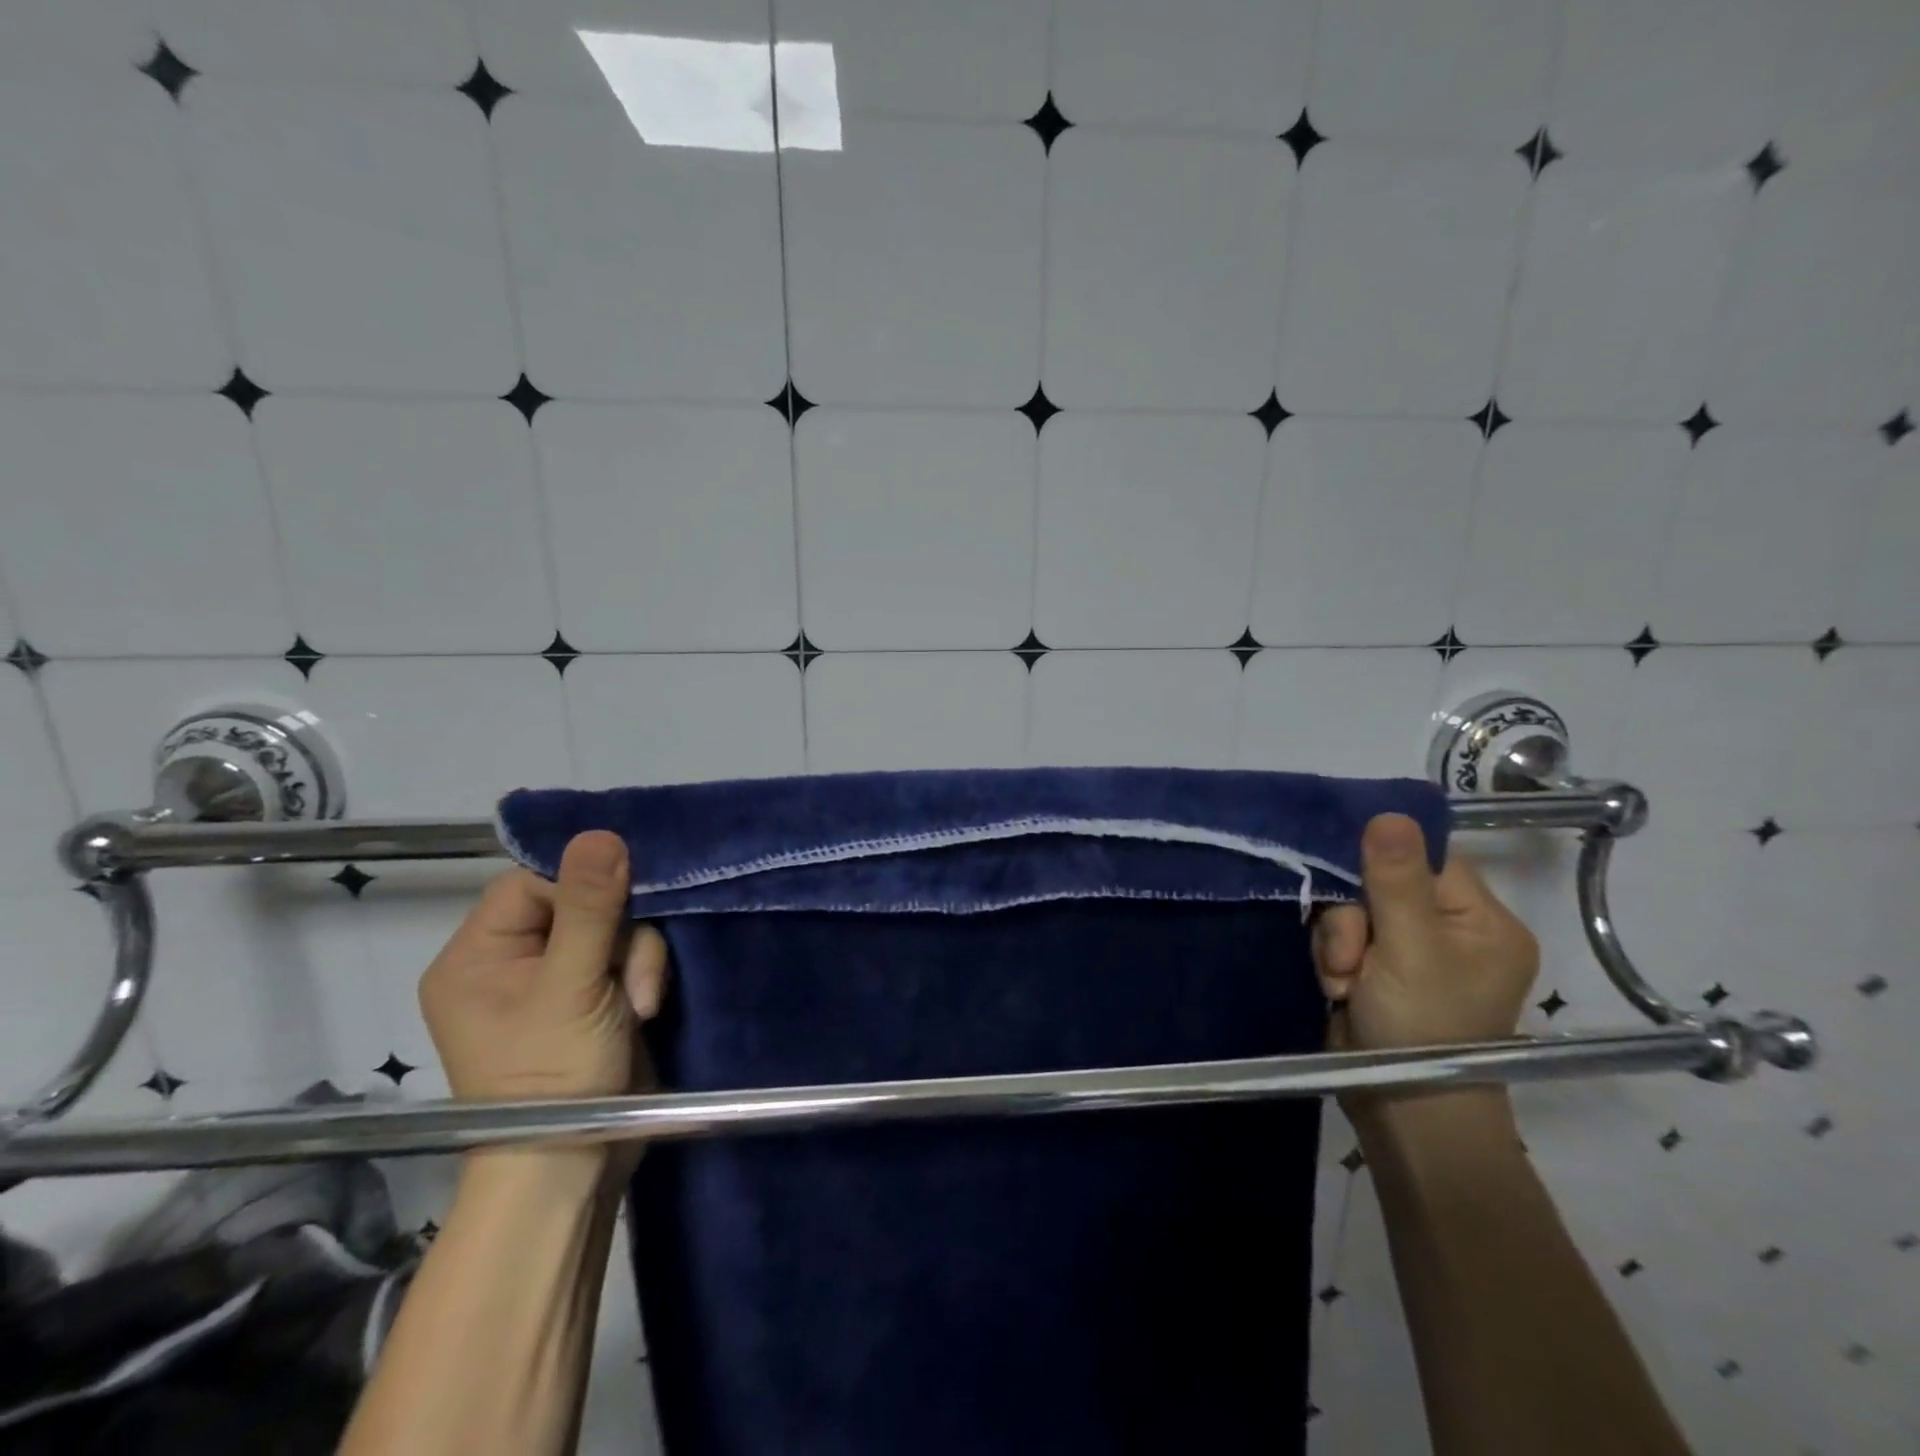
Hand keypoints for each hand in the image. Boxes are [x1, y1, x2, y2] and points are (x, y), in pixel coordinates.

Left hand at [419, 831, 667, 1104]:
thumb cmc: (552, 1076)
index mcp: (477, 956)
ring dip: (638, 960)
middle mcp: (512, 963)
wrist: (574, 1169)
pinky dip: (643, 976)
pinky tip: (645, 1008)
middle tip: (630, 977)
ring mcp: (557, 982)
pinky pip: (628, 957)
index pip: (533, 883)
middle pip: (582, 903)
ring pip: (615, 930)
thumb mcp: (571, 986)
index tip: (616, 909)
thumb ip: (588, 907)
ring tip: (640, 1004)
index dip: (580, 887)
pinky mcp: (595, 998)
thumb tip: (601, 832)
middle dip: (618, 936)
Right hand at [1312, 813, 1538, 1066]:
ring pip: (1351, 911)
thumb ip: (1395, 878)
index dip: (1383, 861)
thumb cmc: (1424, 1025)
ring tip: (1342, 982)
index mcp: (1481, 921)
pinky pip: (1340, 938)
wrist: (1402, 1111)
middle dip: (1353, 918)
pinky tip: (1336, 988)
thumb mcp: (1411, 947)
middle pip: (1378, 883)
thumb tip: (1389, 812)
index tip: (1353, 880)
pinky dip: (1331, 959)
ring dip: (1336, 942)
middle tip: (1351, 956)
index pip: (1426, 858)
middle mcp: (1448, 931)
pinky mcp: (1374, 970)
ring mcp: (1408, 952)